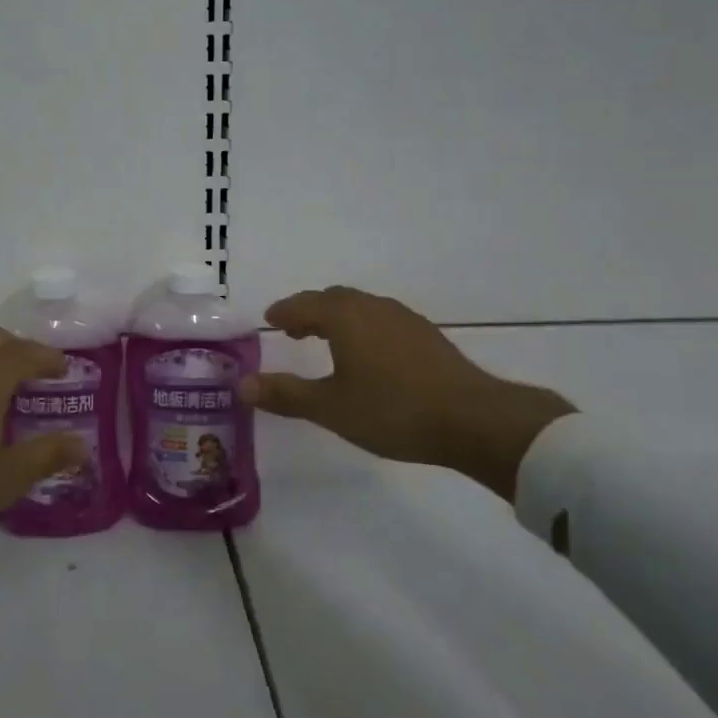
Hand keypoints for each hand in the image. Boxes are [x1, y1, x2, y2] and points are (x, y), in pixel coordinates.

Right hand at [240, 287, 574, 498]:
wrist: (473, 419)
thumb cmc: (392, 410)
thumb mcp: (331, 407)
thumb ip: (286, 394)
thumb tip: (243, 385)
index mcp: (344, 316)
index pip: (303, 304)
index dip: (284, 312)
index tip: (270, 319)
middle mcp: (372, 307)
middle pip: (333, 299)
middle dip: (310, 311)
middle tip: (294, 331)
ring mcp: (403, 318)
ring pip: (360, 307)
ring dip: (338, 318)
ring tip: (328, 341)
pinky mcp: (426, 335)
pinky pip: (381, 319)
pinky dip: (362, 327)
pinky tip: (369, 355)